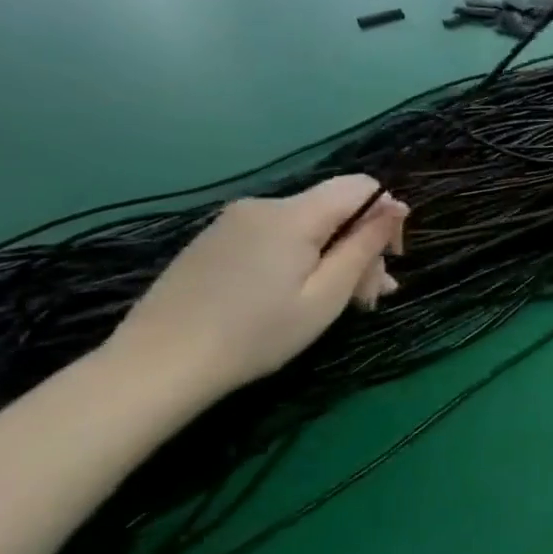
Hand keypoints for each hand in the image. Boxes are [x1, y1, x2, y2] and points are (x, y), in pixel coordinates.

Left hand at [106, 176, 408, 402]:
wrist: (155, 367)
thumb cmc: (255, 334)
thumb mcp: (325, 296)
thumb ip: (364, 246)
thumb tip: (396, 207)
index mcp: (294, 214)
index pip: (361, 186)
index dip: (386, 215)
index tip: (390, 259)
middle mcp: (264, 205)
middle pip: (335, 210)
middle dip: (361, 247)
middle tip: (369, 298)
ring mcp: (234, 222)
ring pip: (307, 227)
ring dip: (333, 257)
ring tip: (343, 304)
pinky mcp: (215, 241)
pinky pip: (276, 237)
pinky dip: (300, 259)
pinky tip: (299, 296)